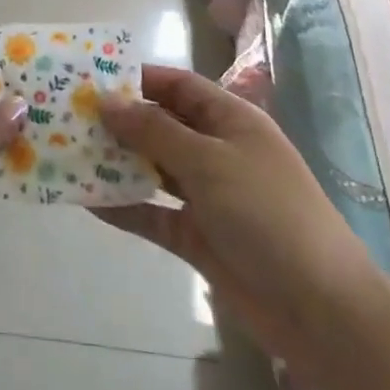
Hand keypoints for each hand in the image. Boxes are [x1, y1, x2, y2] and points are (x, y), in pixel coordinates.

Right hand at [95, 65, 381, 369]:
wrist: (321, 310)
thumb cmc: (268, 213)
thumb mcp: (208, 161)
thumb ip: (153, 131)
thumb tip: (106, 100)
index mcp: (230, 120)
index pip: (177, 86)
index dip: (137, 79)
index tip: (91, 78)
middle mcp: (216, 150)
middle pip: (160, 126)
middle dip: (119, 122)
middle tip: (68, 117)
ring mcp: (207, 195)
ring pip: (152, 169)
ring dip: (116, 163)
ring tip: (68, 153)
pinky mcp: (198, 236)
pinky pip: (153, 214)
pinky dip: (125, 208)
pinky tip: (88, 202)